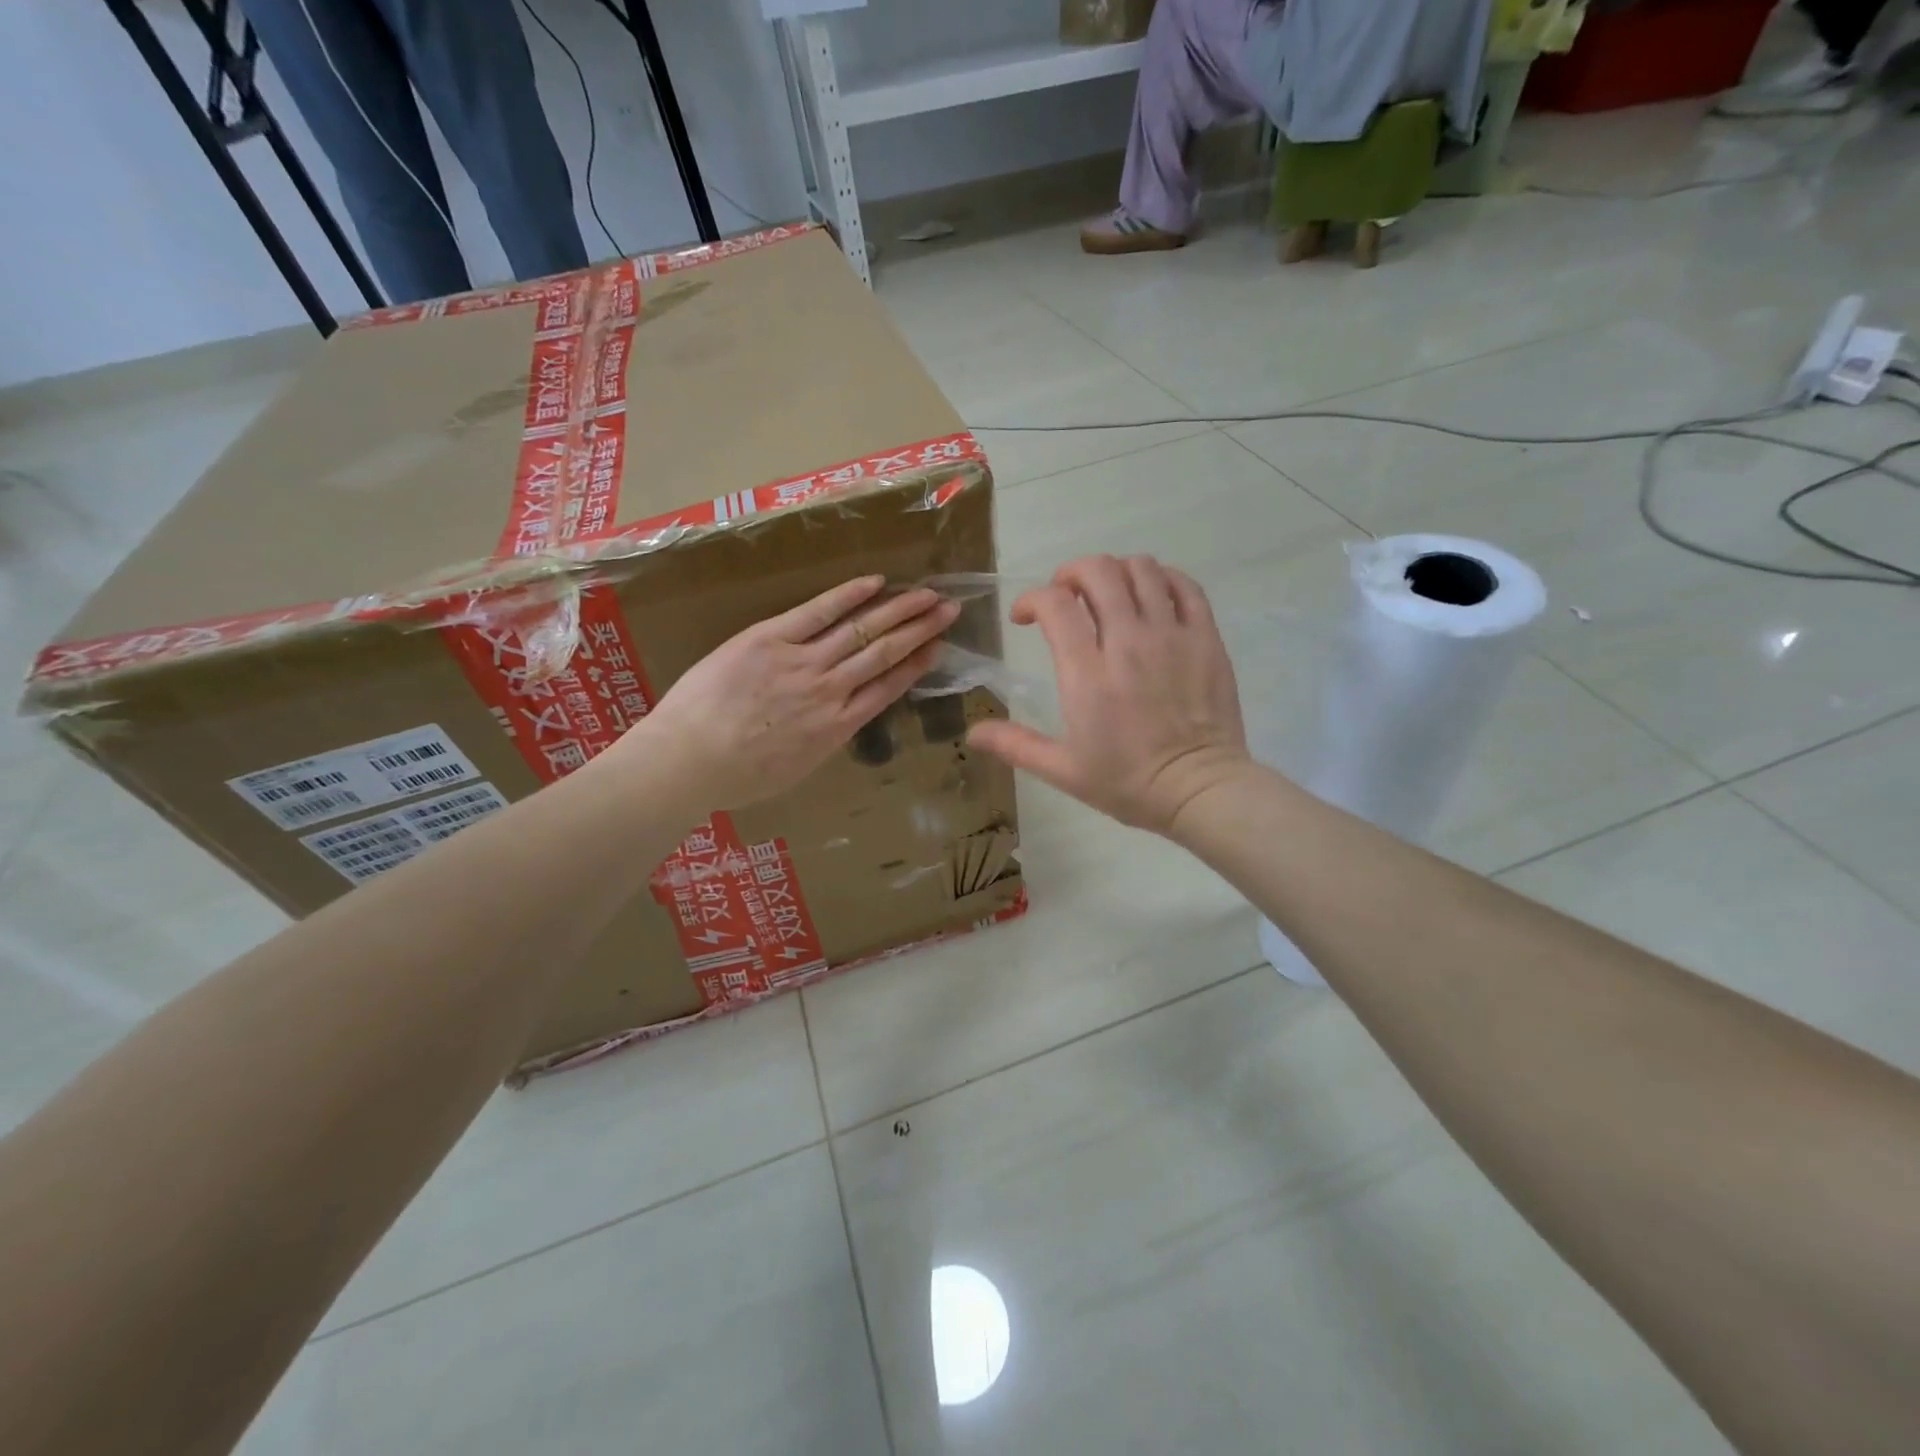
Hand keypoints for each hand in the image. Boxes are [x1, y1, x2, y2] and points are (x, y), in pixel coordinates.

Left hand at [636, 577, 959, 808]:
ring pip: (862, 631)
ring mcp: (803, 662)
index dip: (916, 665)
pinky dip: (848, 596)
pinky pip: (818, 612)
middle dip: (920, 630)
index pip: (888, 688)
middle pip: (884, 654)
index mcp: (837, 727)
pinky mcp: (771, 639)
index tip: (937, 647)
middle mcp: (831, 691)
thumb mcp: (796, 769)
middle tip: (949, 609)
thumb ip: (822, 739)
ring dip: (899, 610)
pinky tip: (876, 582)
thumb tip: (836, 721)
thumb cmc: (736, 777)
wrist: (688, 761)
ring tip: (928, 594)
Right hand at [967, 555, 1250, 835]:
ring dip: (1115, 572)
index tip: (1025, 618)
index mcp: (1087, 674)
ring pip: (1141, 569)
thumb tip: (972, 733)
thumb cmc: (1127, 783)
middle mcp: (1128, 642)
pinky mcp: (1206, 638)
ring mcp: (1171, 635)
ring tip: (1107, 595)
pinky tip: (1150, 596)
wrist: (1200, 791)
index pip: (1055, 604)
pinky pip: (1184, 586)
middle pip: (1098, 572)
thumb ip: (1015, 746)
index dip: (1032, 599)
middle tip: (1065, 597)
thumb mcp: (1063, 771)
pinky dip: (1161, 579)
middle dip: (1071, 574)